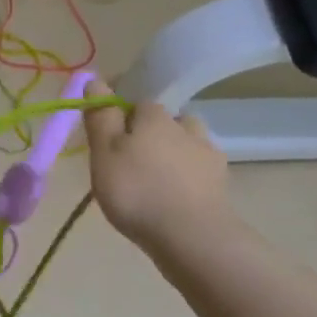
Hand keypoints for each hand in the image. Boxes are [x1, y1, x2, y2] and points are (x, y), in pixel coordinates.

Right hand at [83, 78, 232, 252]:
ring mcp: (207, 155)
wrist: (191, 236)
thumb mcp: (104, 153)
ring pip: (185, 143)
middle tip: (128, 164)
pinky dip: (187, 178)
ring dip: (173, 154)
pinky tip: (176, 197)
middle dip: (148, 135)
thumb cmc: (137, 190)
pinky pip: (199, 171)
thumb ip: (100, 117)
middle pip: (163, 122)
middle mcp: (185, 127)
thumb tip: (96, 80)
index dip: (119, 118)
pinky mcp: (220, 183)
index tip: (106, 142)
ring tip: (155, 180)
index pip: (135, 103)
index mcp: (154, 116)